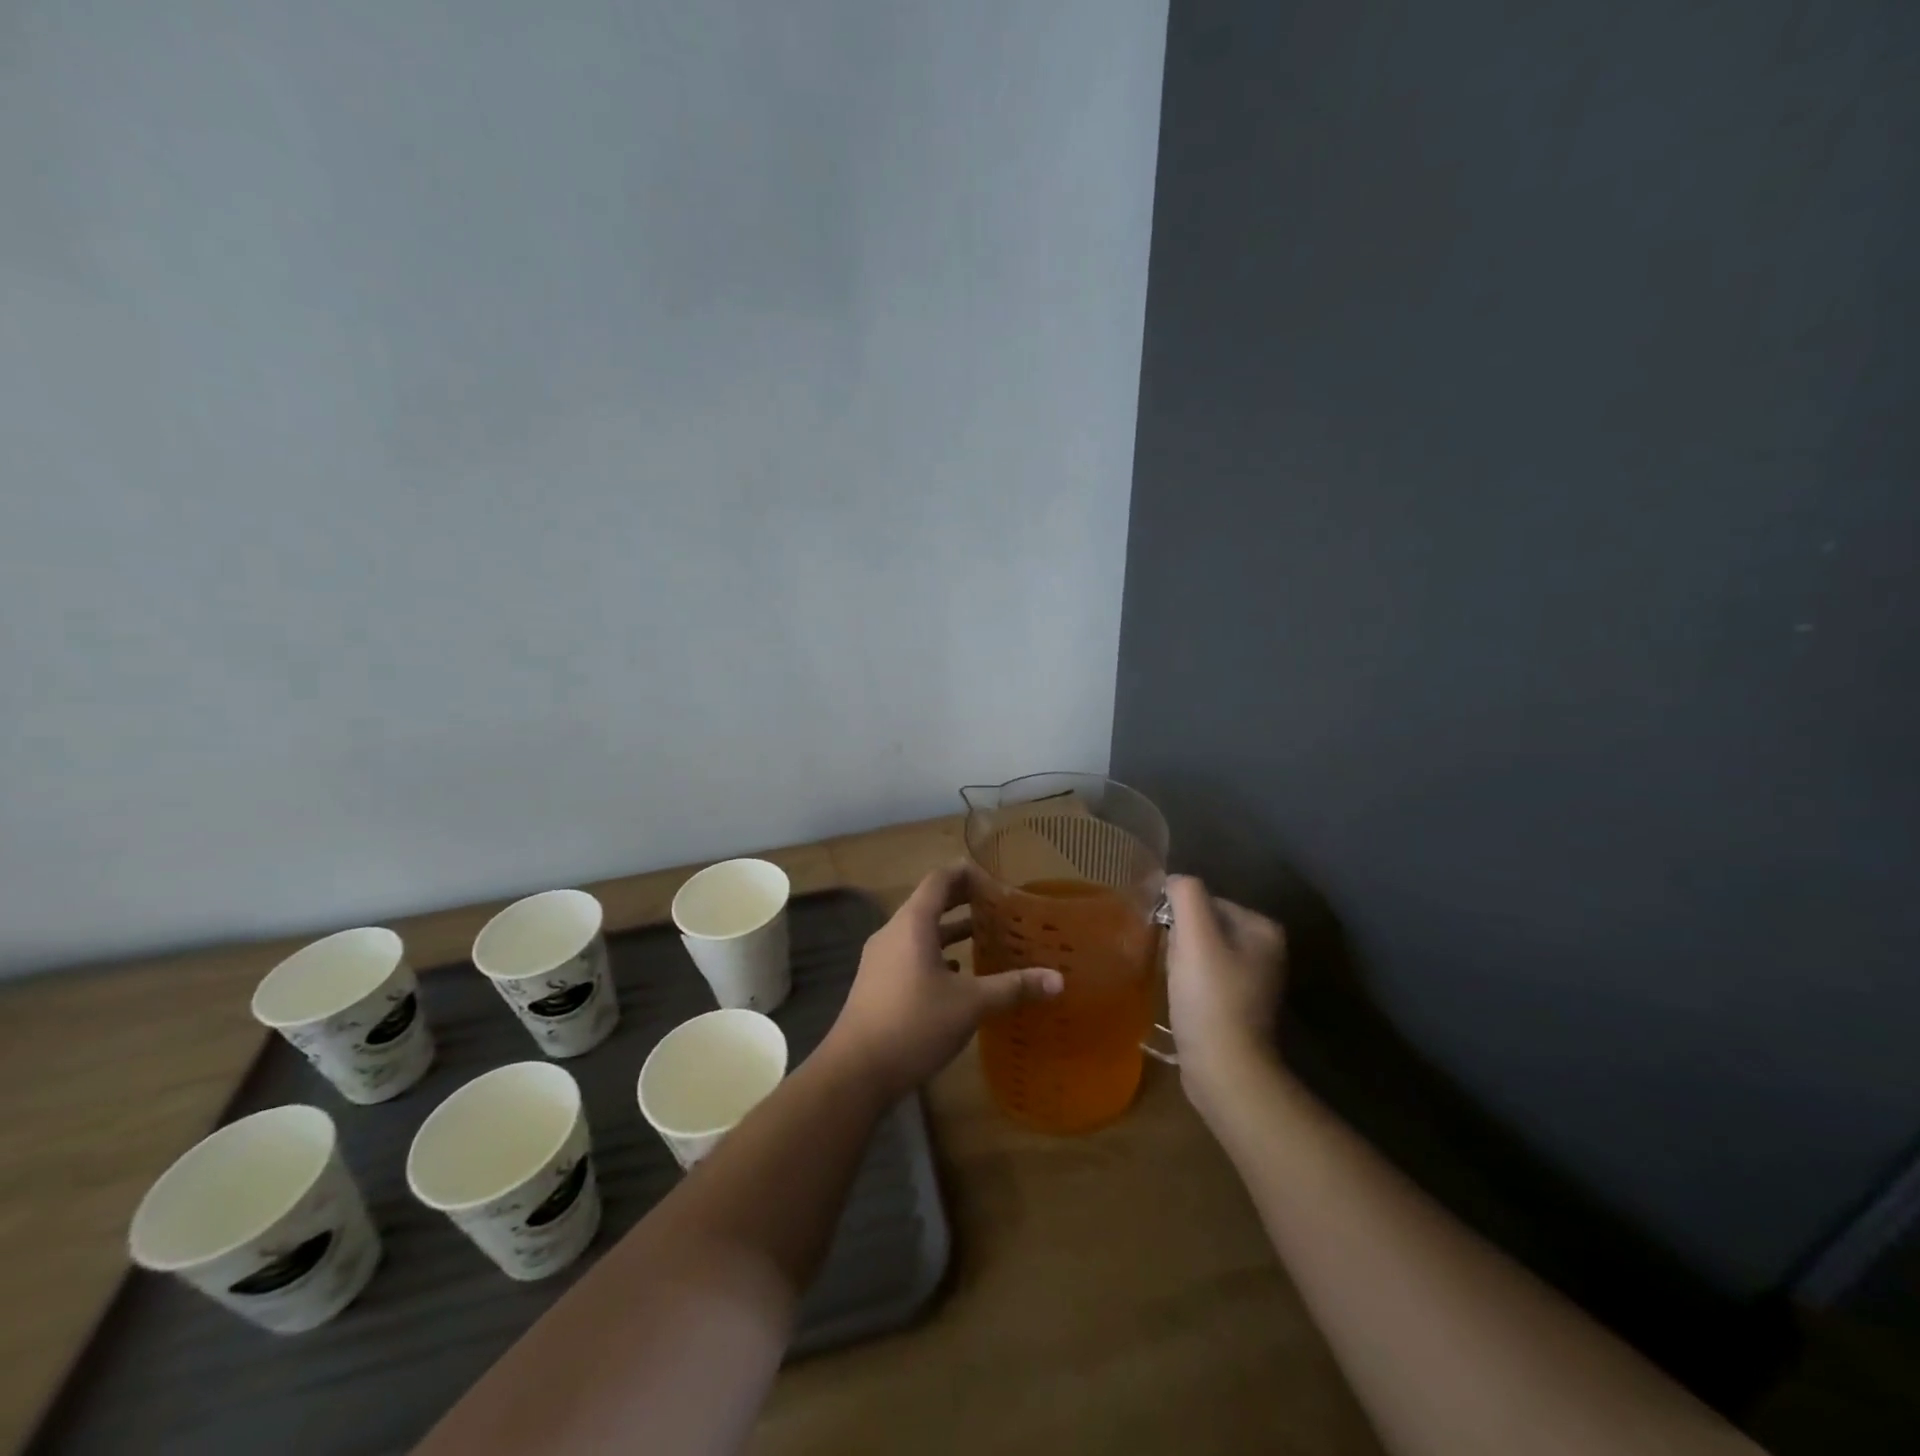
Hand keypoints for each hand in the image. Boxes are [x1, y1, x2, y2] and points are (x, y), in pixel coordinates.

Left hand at [821, 865, 1062, 1100]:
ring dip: (949, 930)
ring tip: (984, 937)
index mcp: (913, 924)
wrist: (855, 1071)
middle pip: (929, 903)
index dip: (966, 873)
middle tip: (997, 904)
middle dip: (962, 901)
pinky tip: (957, 974)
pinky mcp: (877, 983)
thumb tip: (1058, 980)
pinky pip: (910, 954)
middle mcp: (893, 932)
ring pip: (920, 932)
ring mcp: (881, 958)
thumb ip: (1013, 987)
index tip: (994, 877)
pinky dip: (935, 954)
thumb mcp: (970, 1004)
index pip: (939, 880)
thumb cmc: (914, 1024)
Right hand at [1165, 875, 1287, 1116]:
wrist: (1225, 1068)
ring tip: (1177, 985)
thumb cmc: (1210, 997)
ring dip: (1182, 962)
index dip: (1180, 917)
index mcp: (1263, 928)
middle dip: (1182, 940)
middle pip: (1204, 926)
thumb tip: (1174, 881)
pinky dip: (1189, 984)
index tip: (1171, 942)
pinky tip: (1183, 1001)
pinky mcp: (1239, 1006)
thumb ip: (1185, 895)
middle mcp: (1267, 950)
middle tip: (1173, 965)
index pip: (1206, 901)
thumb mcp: (1195, 935)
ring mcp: (1255, 980)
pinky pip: (1206, 978)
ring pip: (1202, 952)